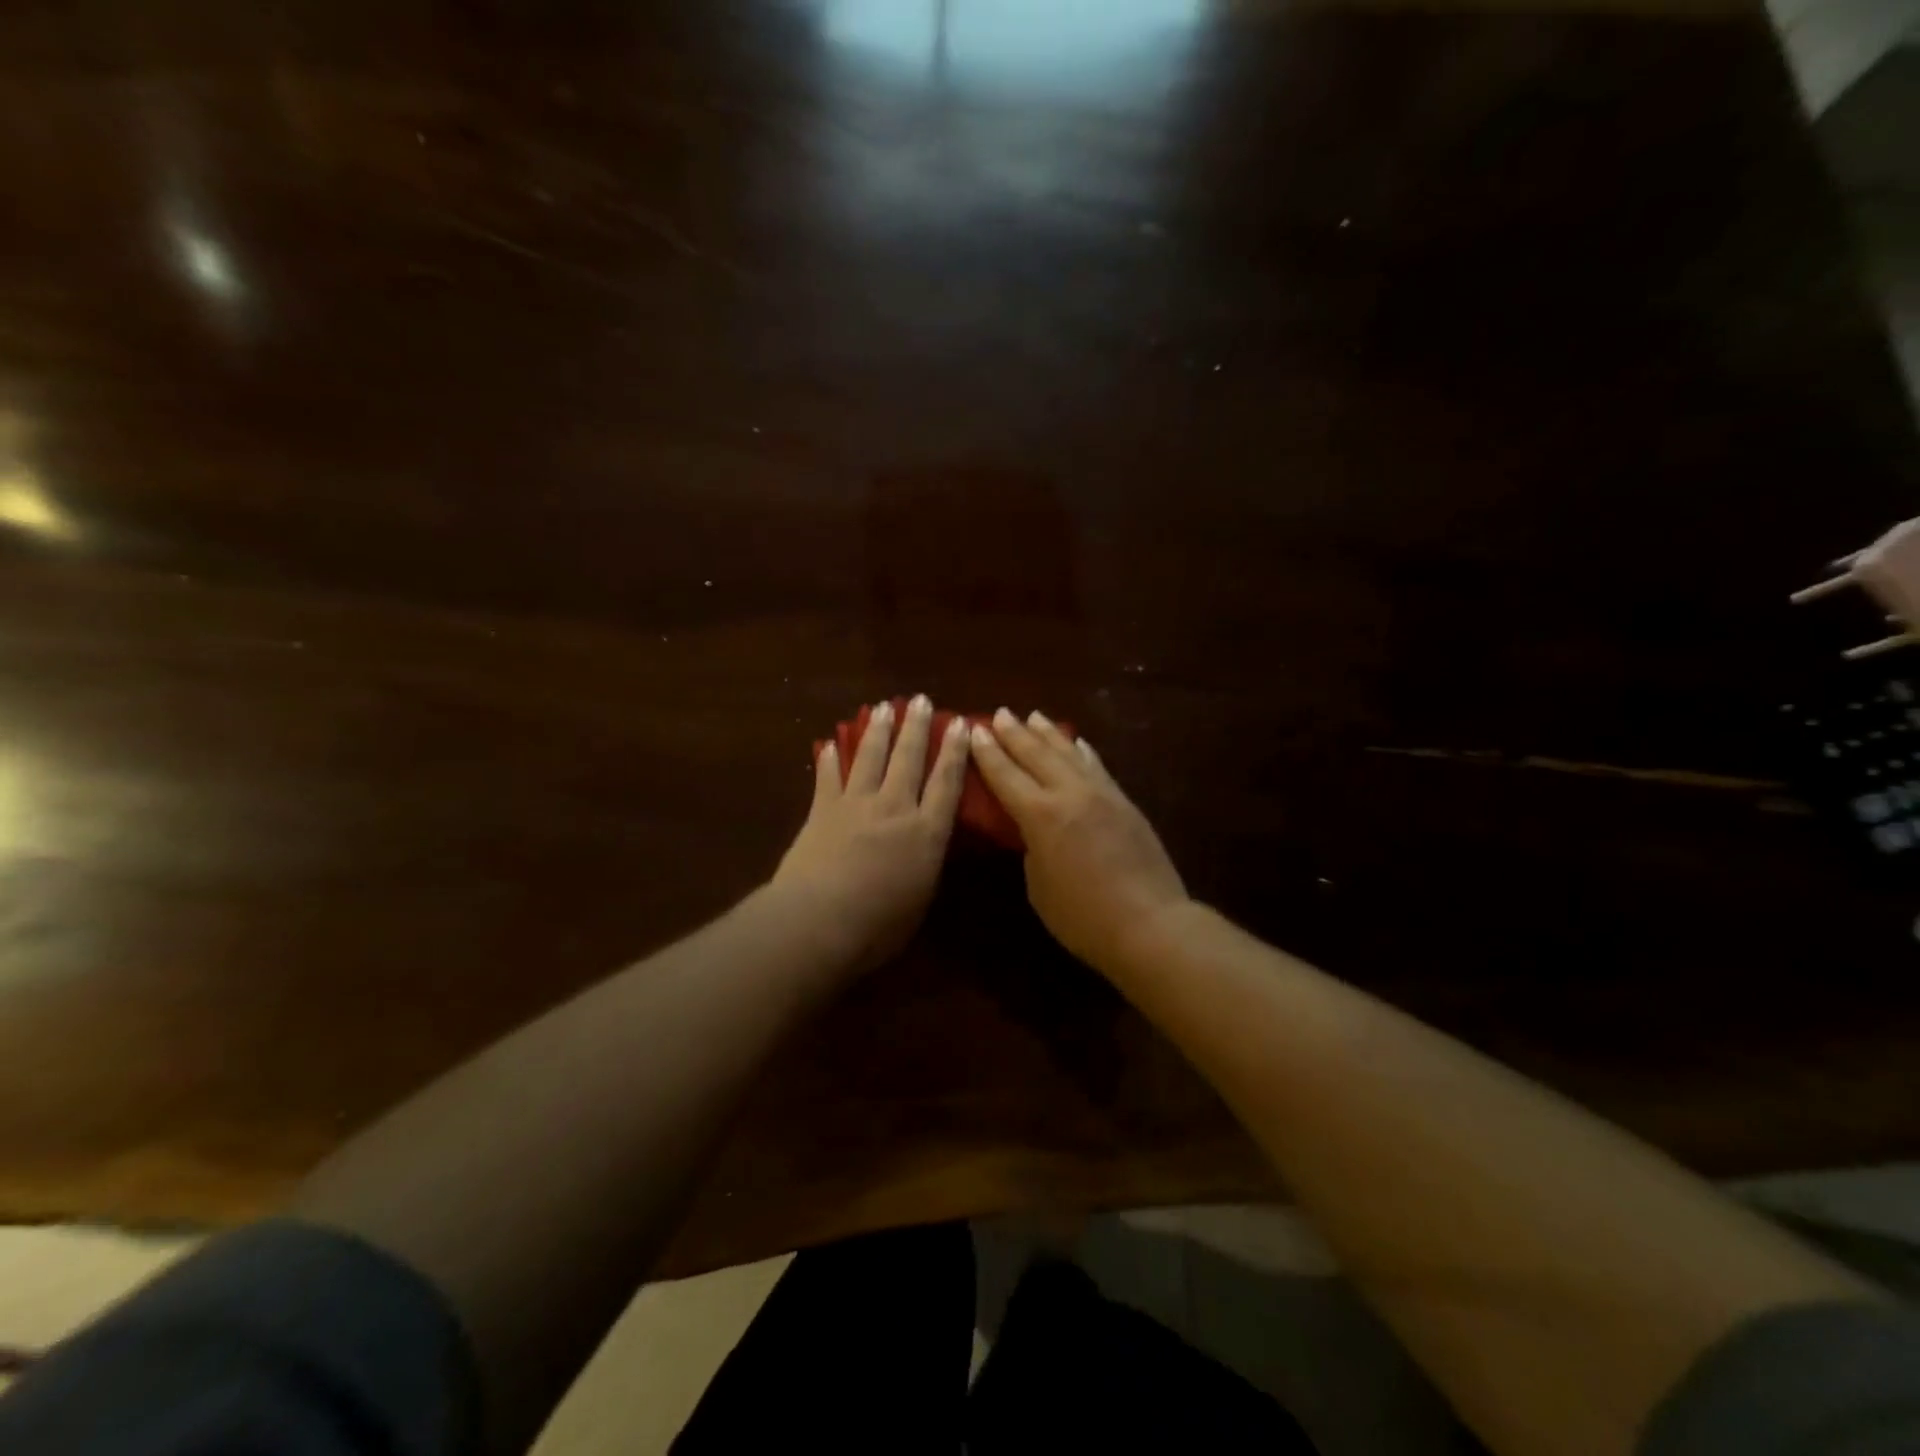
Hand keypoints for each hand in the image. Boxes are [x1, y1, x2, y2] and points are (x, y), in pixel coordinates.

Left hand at [772, 695, 970, 970]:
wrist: (819, 920)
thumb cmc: (879, 925)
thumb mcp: (920, 899)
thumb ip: (926, 866)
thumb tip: (927, 849)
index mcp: (926, 833)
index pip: (946, 783)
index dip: (954, 751)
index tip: (959, 723)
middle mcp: (895, 808)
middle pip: (908, 759)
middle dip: (916, 727)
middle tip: (920, 699)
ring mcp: (856, 805)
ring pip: (870, 757)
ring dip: (877, 730)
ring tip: (882, 707)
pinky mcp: (822, 811)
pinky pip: (828, 778)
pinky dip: (829, 760)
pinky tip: (830, 744)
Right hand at [969, 709, 1189, 973]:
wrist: (1150, 923)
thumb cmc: (1083, 917)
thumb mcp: (1039, 886)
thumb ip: (1032, 848)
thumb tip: (1036, 830)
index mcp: (1040, 815)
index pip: (1005, 775)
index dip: (987, 752)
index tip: (974, 730)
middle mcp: (1069, 793)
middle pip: (1036, 754)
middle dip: (1014, 732)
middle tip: (999, 714)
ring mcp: (1101, 793)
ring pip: (1069, 753)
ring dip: (1047, 733)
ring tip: (1033, 716)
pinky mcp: (1124, 801)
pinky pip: (1096, 766)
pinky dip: (1082, 751)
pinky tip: (1076, 742)